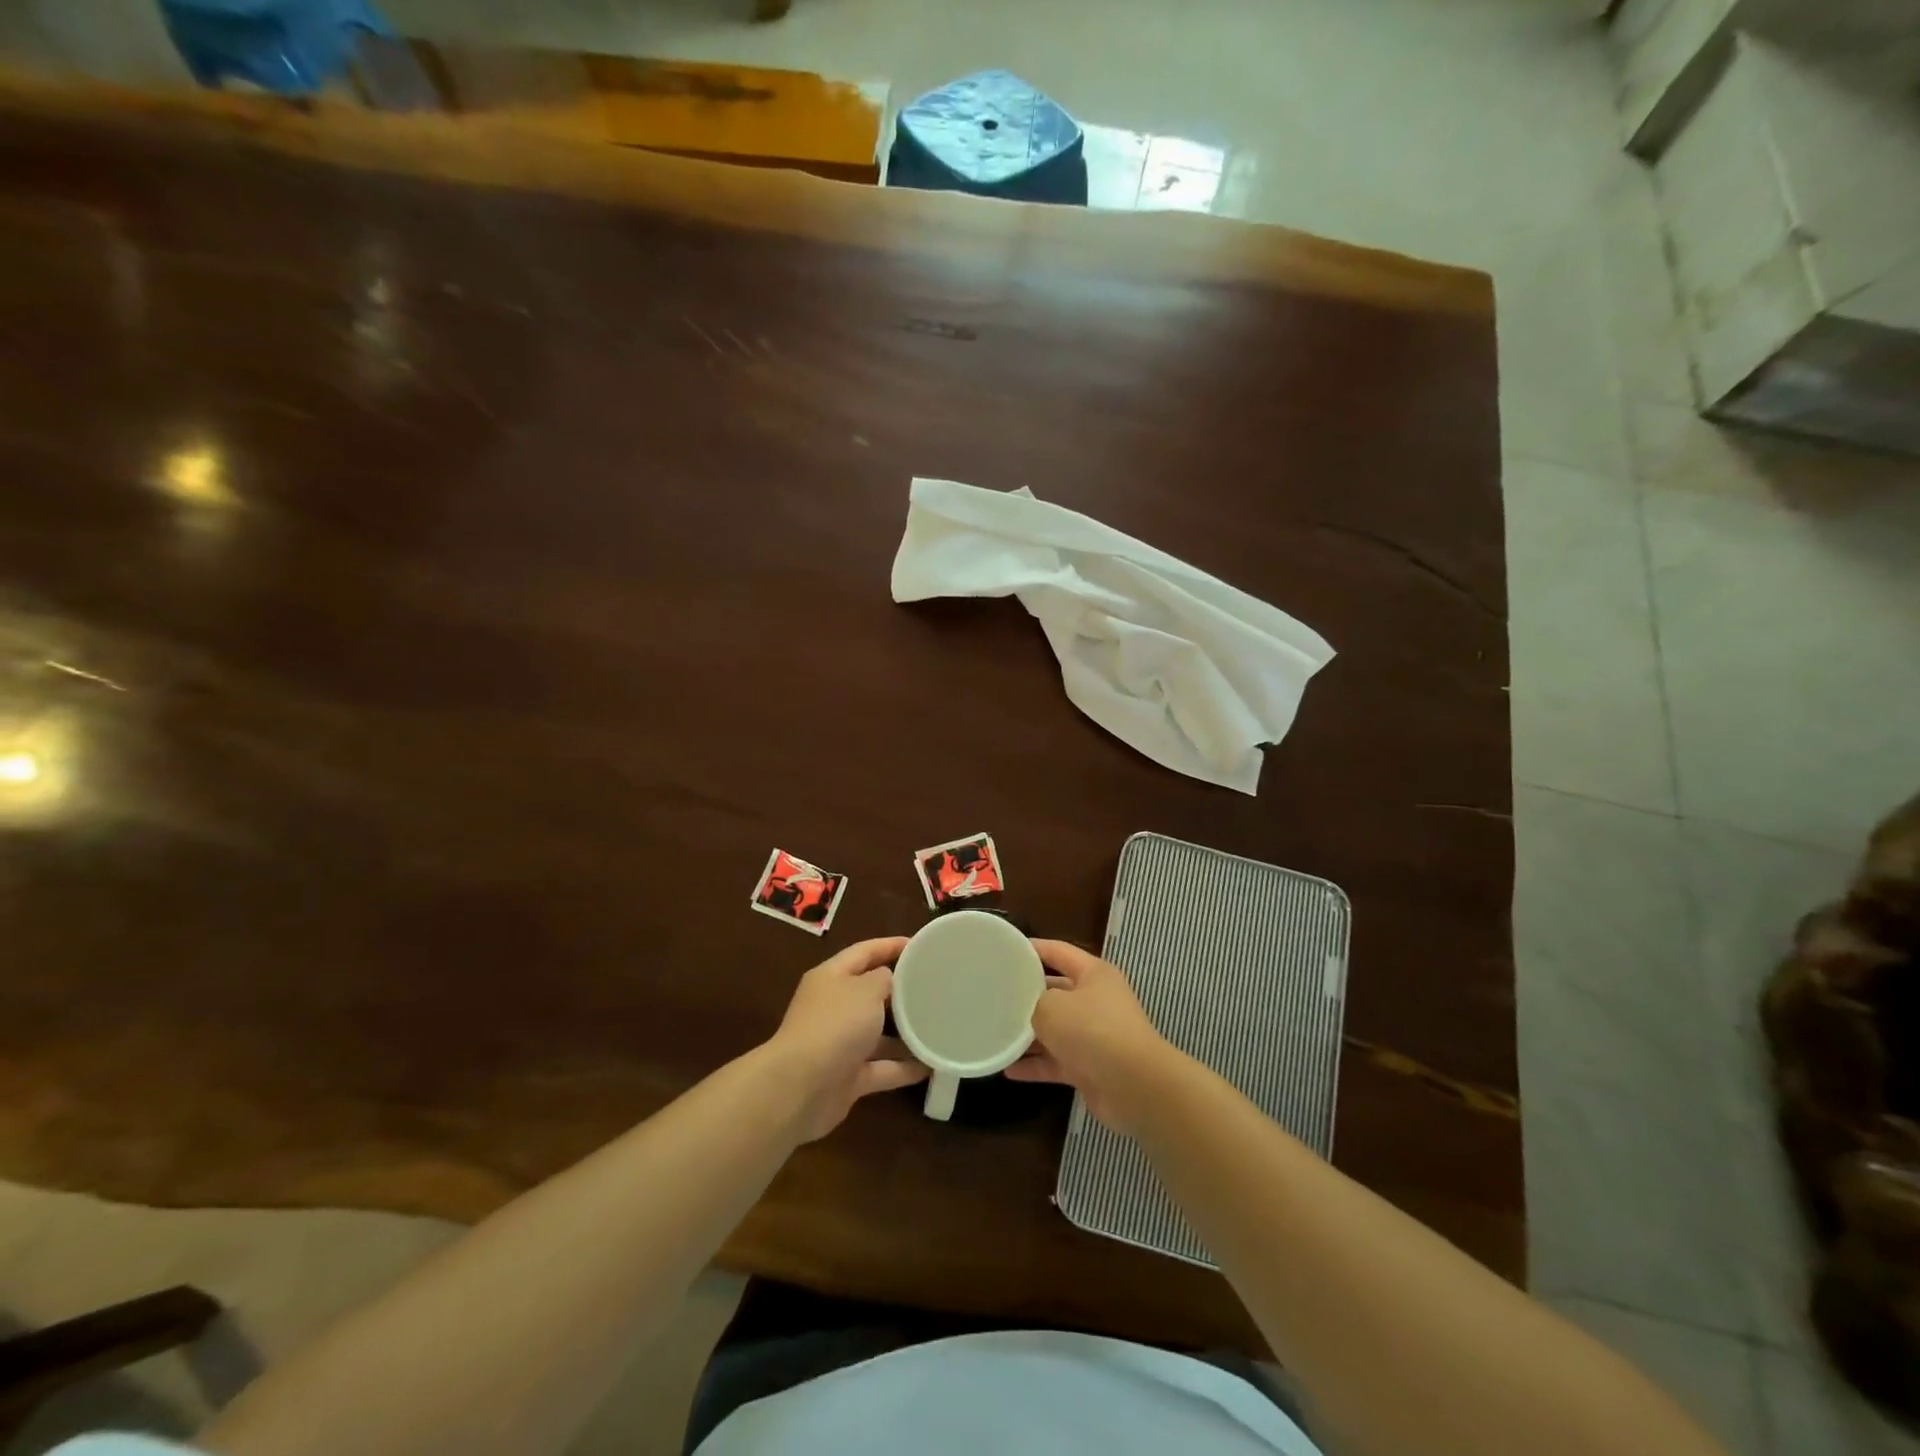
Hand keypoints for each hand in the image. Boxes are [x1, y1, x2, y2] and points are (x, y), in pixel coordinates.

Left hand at [766, 936, 927, 1141]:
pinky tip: (932, 1066)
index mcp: (832, 977)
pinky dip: (903, 1068)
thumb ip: (884, 980)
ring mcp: (839, 1044)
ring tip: (939, 1027)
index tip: (920, 945)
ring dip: (905, 1033)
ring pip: (877, 1034)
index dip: (891, 945)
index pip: (864, 952)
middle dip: (901, 991)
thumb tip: (889, 981)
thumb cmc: (835, 1025)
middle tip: (936, 988)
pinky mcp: (847, 1077)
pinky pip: (881, 1068)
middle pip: (871, 993)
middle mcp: (833, 1007)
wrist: (801, 1088)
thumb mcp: (866, 990)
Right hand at [1005, 940, 1180, 1134]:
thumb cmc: (1092, 1030)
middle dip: (1026, 996)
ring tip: (995, 1033)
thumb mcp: (1052, 1006)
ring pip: (1054, 1030)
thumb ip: (1033, 1003)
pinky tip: (1008, 1069)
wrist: (1134, 1086)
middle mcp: (1096, 1001)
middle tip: (994, 996)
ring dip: (1028, 1035)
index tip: (1005, 950)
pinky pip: (1056, 1062)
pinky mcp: (1090, 1068)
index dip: (1033, 948)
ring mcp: (1094, 1036)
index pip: (1058, 951)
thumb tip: (1029, 1012)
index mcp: (1093, 974)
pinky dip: (1035, 1066)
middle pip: (1055, 992)